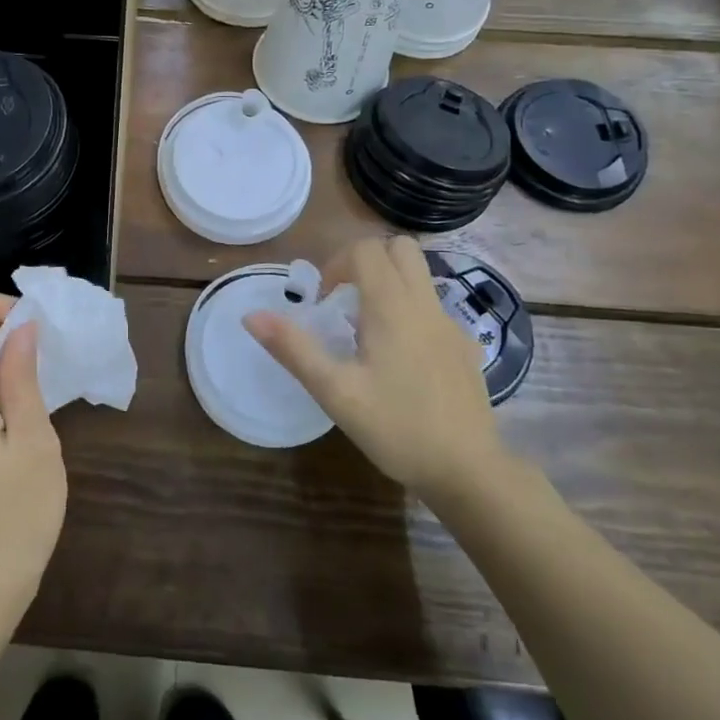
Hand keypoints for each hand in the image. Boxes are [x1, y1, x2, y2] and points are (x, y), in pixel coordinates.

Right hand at [245, 236, 507, 495]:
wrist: (468, 471)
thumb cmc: (396, 428)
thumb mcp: (335, 391)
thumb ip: (293, 349)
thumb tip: (251, 315)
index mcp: (392, 307)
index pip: (366, 249)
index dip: (337, 264)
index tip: (324, 303)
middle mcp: (425, 304)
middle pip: (400, 248)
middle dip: (367, 261)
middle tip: (345, 301)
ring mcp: (451, 325)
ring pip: (421, 275)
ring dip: (390, 283)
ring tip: (367, 329)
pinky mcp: (465, 347)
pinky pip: (434, 308)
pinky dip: (411, 312)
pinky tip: (401, 359)